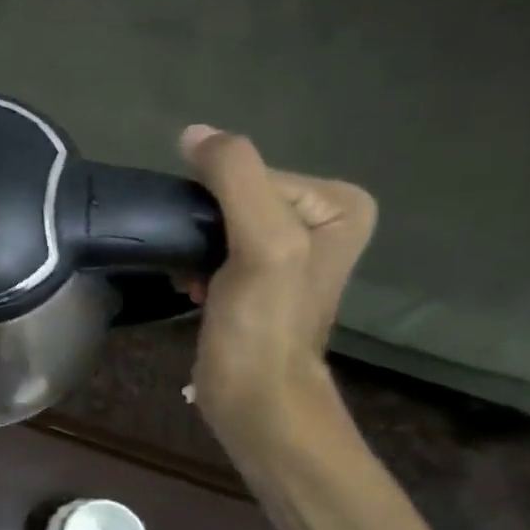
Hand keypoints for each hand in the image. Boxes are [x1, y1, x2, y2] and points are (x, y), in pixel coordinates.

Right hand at [177, 125, 376, 455]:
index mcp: (338, 203)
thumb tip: (192, 132)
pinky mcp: (257, 278)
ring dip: (194, 247)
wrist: (256, 397)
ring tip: (192, 281)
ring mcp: (288, 250)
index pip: (252, 173)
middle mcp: (320, 219)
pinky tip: (191, 289)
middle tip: (197, 267)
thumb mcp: (263, 241)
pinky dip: (194, 263)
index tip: (213, 250)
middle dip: (204, 227)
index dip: (217, 206)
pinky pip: (214, 245)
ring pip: (218, 222)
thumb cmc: (265, 323)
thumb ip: (235, 176)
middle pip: (235, 196)